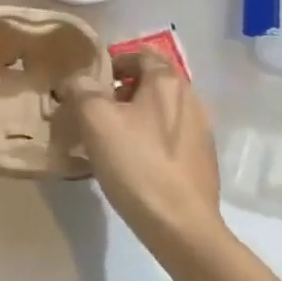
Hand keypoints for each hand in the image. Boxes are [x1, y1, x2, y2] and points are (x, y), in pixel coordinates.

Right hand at [54, 51, 221, 254]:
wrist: (182, 227)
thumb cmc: (137, 164)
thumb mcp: (95, 120)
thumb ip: (82, 90)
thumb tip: (78, 81)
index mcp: (168, 81)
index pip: (141, 53)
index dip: (114, 62)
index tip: (91, 83)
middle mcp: (191, 98)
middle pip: (151, 82)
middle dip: (122, 91)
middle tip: (94, 111)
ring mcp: (201, 131)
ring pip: (160, 110)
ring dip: (135, 116)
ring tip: (110, 139)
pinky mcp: (203, 160)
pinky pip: (170, 136)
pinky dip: (150, 139)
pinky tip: (133, 163)